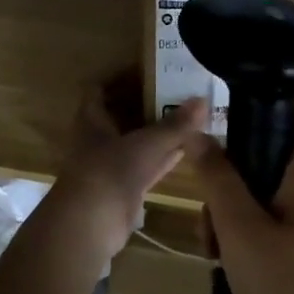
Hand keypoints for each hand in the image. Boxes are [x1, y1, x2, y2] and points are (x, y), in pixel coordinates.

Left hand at [42, 89, 206, 276]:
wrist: (91, 224)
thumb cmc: (110, 171)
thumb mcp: (147, 143)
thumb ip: (175, 125)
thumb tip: (202, 100)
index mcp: (92, 120)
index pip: (99, 91)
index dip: (119, 79)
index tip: (146, 69)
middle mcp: (98, 140)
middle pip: (121, 116)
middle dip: (146, 105)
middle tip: (177, 91)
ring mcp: (111, 166)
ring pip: (137, 142)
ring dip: (157, 133)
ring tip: (188, 117)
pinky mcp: (124, 189)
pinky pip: (147, 166)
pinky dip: (164, 158)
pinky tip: (186, 150)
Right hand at [187, 109, 293, 293]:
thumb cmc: (286, 286)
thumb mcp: (240, 227)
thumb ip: (217, 176)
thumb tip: (196, 130)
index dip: (260, 111)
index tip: (220, 131)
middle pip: (269, 156)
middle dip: (231, 178)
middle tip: (208, 211)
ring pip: (264, 193)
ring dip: (231, 212)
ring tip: (213, 248)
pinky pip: (271, 222)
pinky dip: (246, 234)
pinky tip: (225, 264)